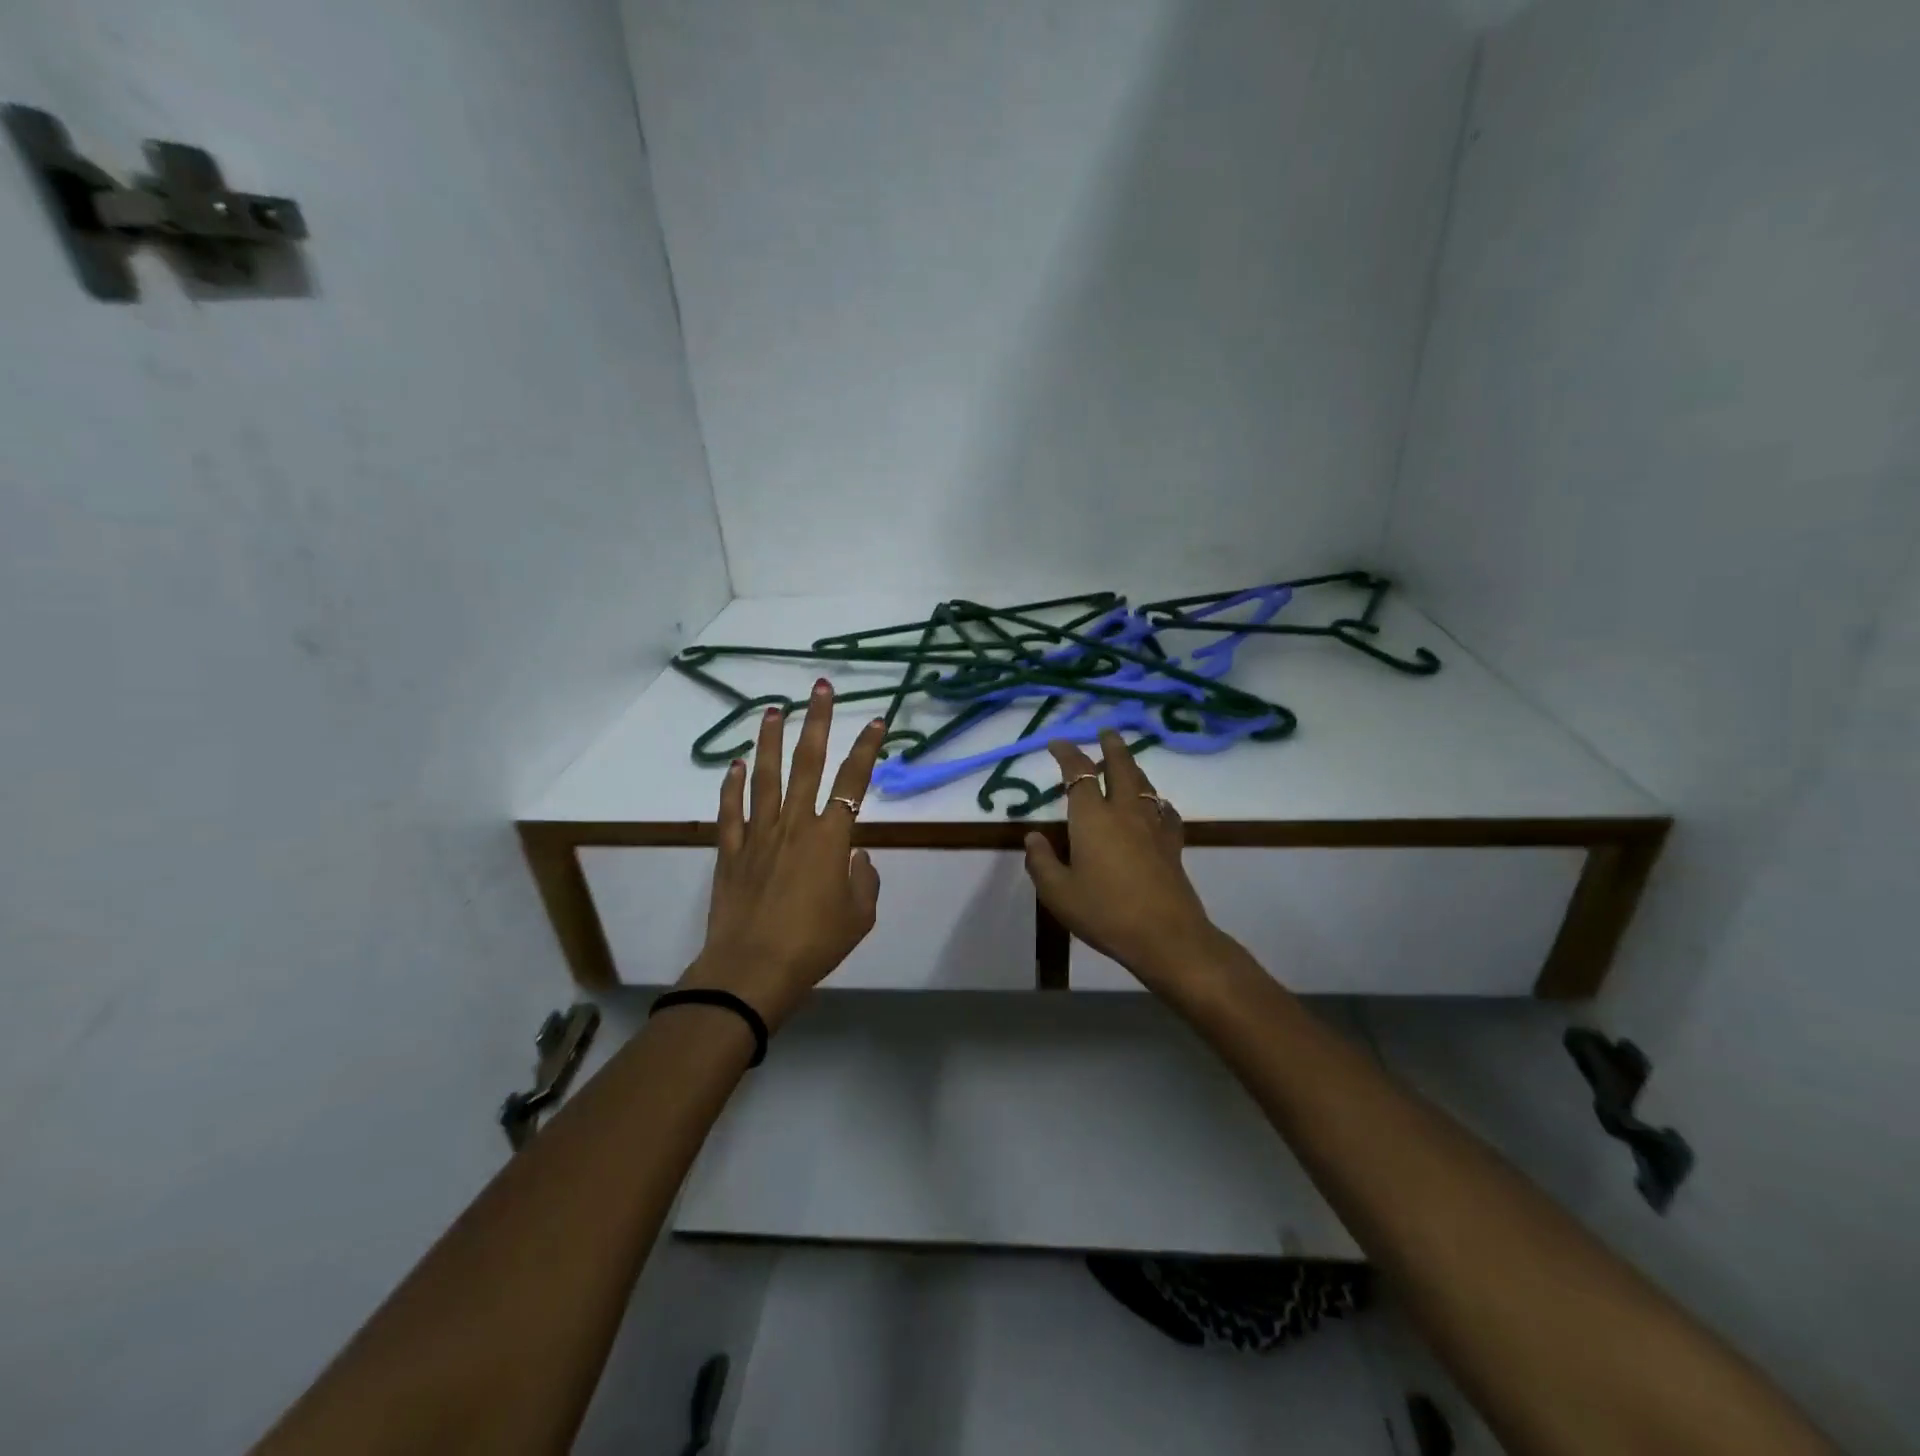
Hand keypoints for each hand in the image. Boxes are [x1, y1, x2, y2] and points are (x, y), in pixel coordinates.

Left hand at [680, 680, 885, 1027]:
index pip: (854, 781)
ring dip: (770, 740)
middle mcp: (794, 824)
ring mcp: (758, 834)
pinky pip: (730, 810)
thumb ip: (865, 881)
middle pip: (808, 763)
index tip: (877, 720)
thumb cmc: (814, 944)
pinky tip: (734, 764)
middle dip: (817, 722)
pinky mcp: (730, 851)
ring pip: (764, 776)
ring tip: (773, 710)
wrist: (752, 970)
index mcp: (830, 838)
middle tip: (820, 689)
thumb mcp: (859, 917)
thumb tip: (857, 859)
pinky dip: (731, 785)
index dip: (867, 748)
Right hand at [1022, 731, 1233, 990]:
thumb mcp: (1058, 893)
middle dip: (1111, 746)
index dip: (1067, 753)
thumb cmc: (1104, 912)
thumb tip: (1033, 836)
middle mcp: (1125, 812)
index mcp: (1092, 817)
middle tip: (1106, 732)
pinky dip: (1156, 801)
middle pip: (1121, 766)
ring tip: (1126, 763)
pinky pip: (1164, 811)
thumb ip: (1041, 862)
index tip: (1056, 743)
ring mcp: (1153, 826)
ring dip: (1133, 767)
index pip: (1078, 773)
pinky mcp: (1172, 845)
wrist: (1166, 936)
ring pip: (1145, 784)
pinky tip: (1155, 808)